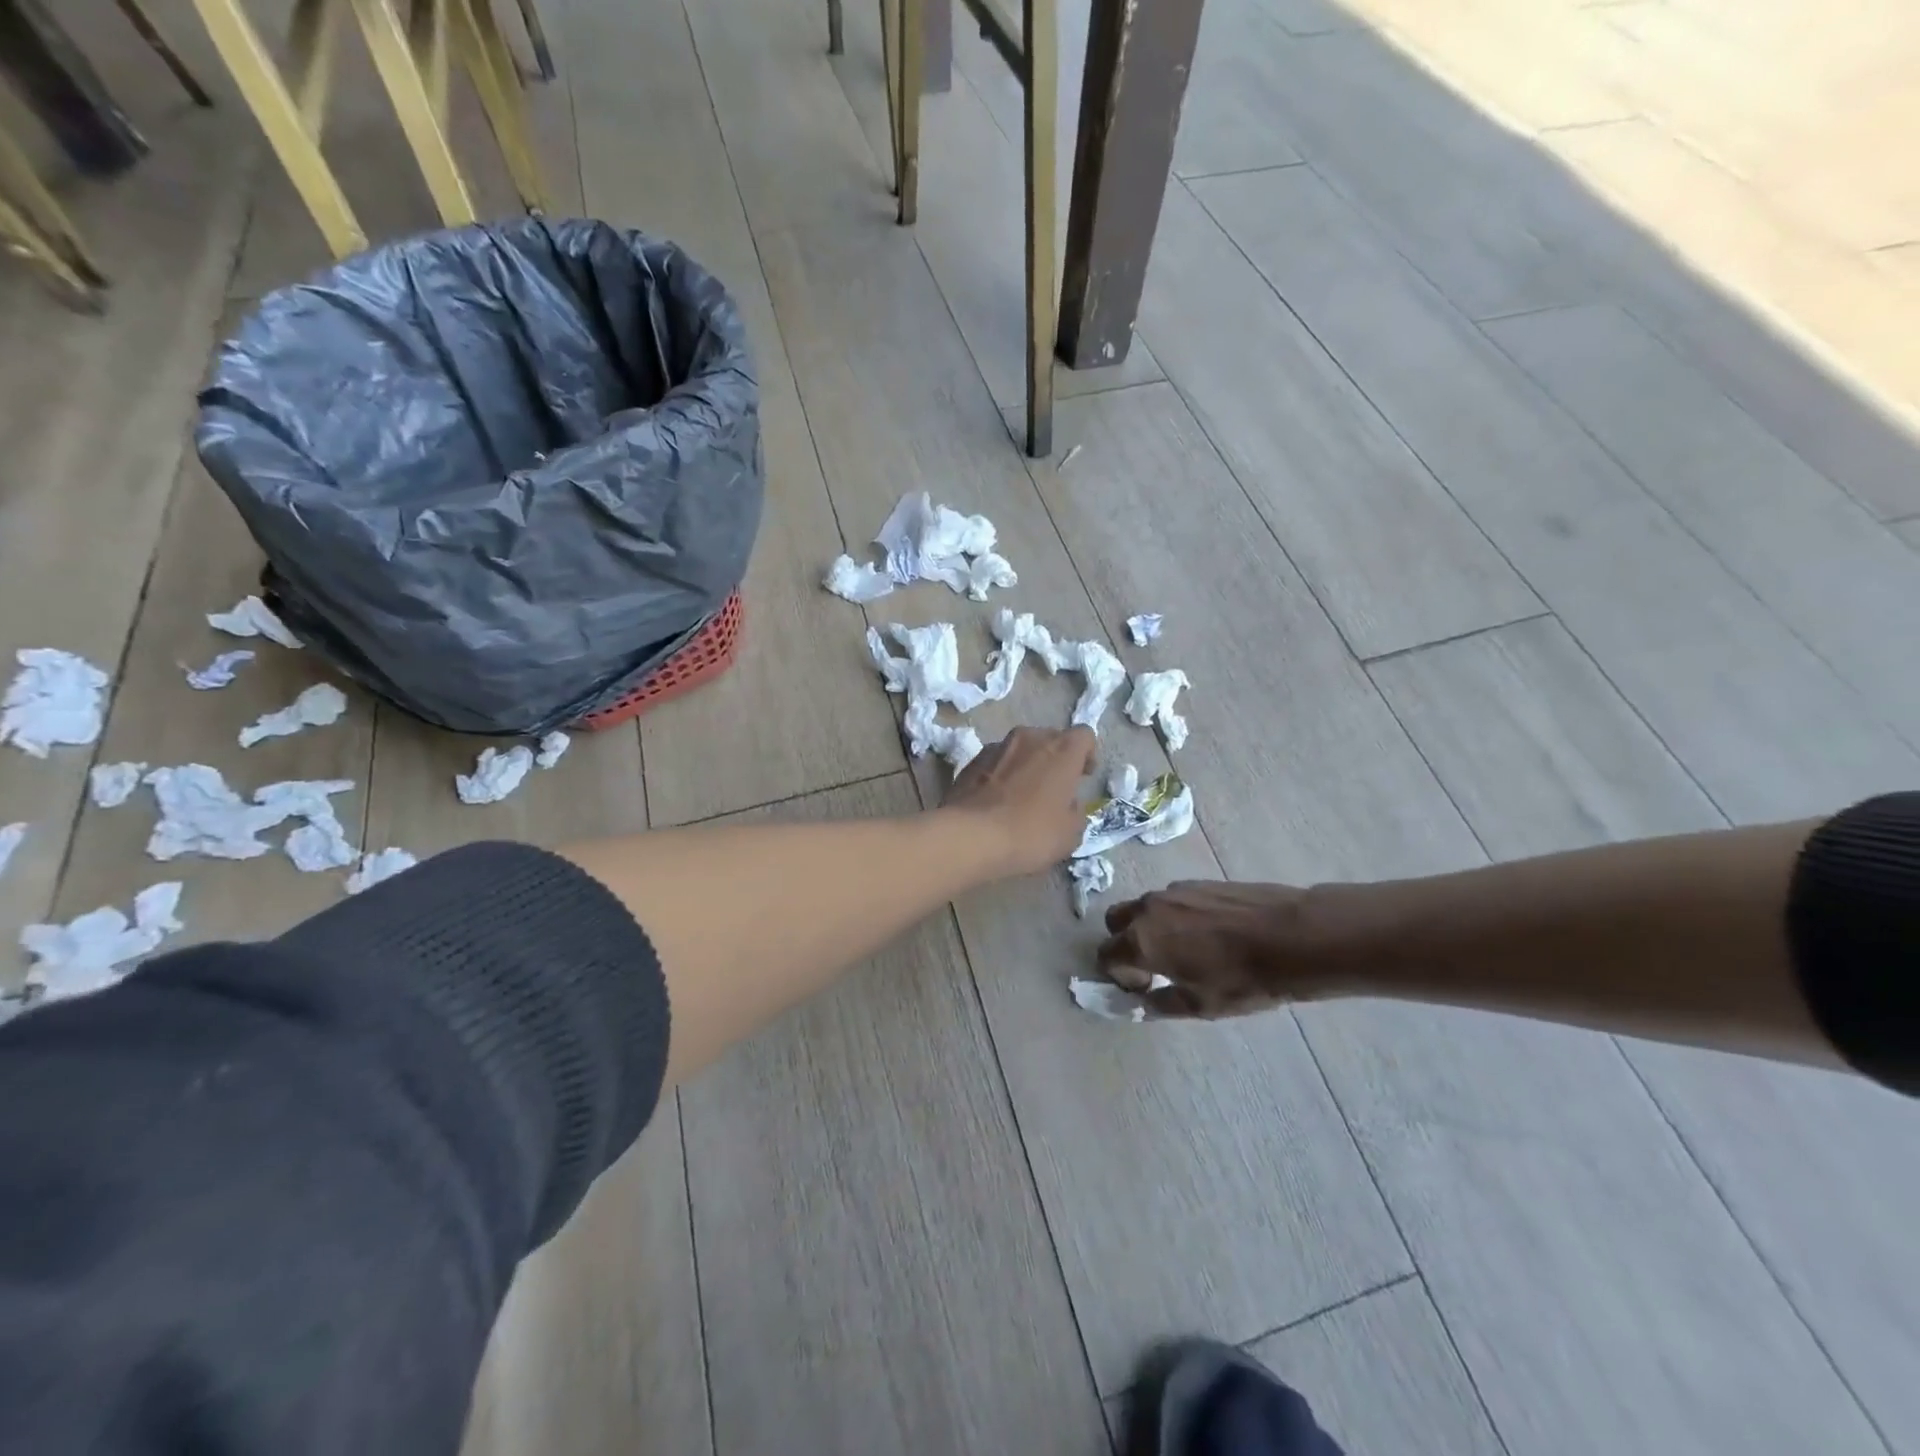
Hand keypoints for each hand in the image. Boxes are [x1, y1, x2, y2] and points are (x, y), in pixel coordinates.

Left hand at [945, 726, 1097, 877]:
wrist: (971, 836)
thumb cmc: (1031, 832)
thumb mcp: (1070, 833)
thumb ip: (1076, 812)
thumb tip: (1068, 805)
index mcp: (1061, 749)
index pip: (1084, 735)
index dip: (1087, 754)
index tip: (1083, 776)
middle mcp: (1029, 738)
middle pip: (1050, 738)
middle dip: (1055, 758)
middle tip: (1054, 787)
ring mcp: (996, 747)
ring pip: (1020, 748)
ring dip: (1026, 764)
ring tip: (1023, 794)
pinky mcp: (971, 761)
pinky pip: (996, 762)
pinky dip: (1001, 774)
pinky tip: (998, 800)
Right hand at [1097, 880, 1318, 1017]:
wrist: (1291, 937)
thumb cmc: (1241, 979)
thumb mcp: (1200, 1006)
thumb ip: (1161, 1004)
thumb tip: (1143, 1002)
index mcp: (1141, 941)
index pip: (1105, 955)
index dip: (1119, 975)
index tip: (1145, 987)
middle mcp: (1148, 909)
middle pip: (1115, 921)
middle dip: (1124, 943)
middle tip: (1153, 965)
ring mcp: (1173, 891)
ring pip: (1145, 907)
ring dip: (1151, 927)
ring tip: (1187, 949)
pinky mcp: (1198, 881)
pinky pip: (1172, 900)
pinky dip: (1176, 916)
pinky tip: (1210, 934)